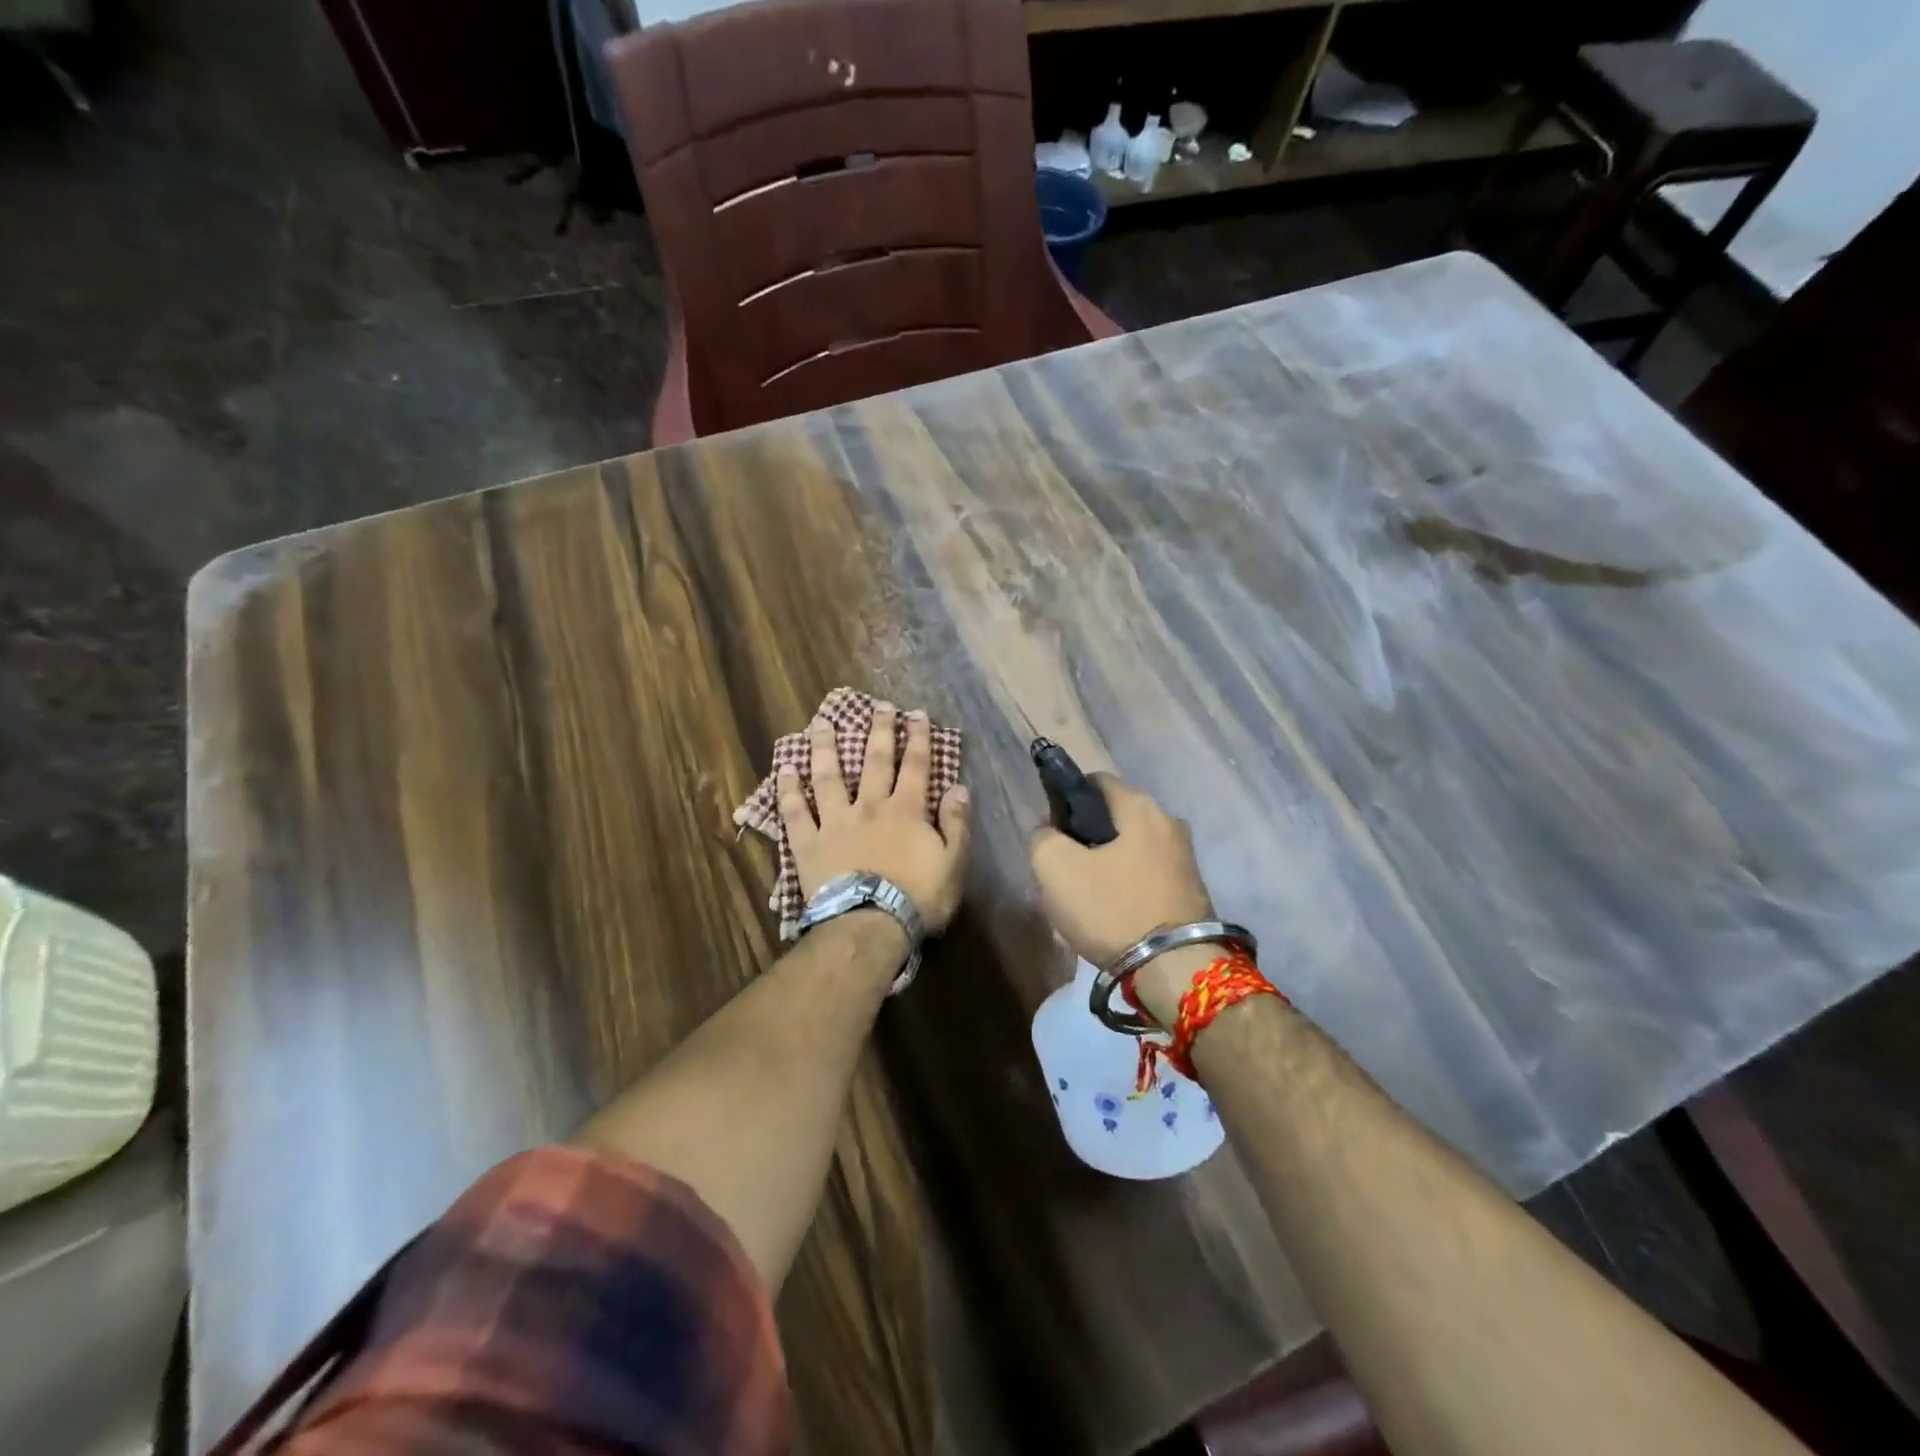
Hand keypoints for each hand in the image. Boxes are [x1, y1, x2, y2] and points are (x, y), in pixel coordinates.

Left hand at [778, 705, 972, 930]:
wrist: (869, 926)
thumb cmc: (917, 898)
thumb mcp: (953, 864)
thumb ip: (957, 824)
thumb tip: (958, 788)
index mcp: (906, 810)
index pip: (915, 765)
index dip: (917, 738)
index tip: (916, 714)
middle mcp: (870, 806)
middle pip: (874, 761)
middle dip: (878, 731)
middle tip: (877, 706)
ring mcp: (836, 822)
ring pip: (829, 777)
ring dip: (825, 748)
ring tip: (821, 723)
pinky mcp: (809, 843)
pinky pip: (795, 812)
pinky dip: (788, 790)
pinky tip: (784, 769)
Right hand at [1028, 773, 1213, 968]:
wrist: (1176, 970)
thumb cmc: (1112, 908)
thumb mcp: (1055, 868)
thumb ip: (1043, 838)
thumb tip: (1050, 833)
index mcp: (1140, 807)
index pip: (1094, 782)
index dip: (1065, 801)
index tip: (1052, 833)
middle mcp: (1169, 823)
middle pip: (1113, 820)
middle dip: (1084, 841)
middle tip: (1064, 873)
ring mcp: (1185, 859)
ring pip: (1128, 852)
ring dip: (1104, 869)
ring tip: (1084, 902)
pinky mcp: (1191, 892)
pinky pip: (1145, 879)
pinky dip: (1125, 890)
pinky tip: (1110, 917)